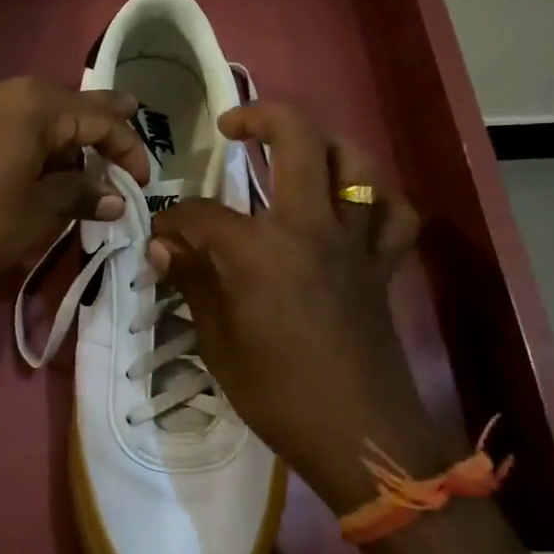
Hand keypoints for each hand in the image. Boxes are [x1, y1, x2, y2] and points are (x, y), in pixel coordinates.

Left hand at [0, 76, 151, 311]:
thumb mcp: (38, 212)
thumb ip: (81, 194)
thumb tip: (116, 197)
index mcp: (32, 103)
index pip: (98, 118)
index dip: (128, 148)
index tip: (143, 181)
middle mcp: (3, 89)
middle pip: (68, 108)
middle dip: (99, 136)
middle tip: (124, 159)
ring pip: (37, 115)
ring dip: (65, 142)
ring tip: (86, 174)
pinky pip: (9, 123)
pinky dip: (34, 143)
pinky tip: (43, 168)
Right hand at [147, 102, 453, 515]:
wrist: (360, 436)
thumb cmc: (278, 395)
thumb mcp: (219, 343)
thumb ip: (194, 282)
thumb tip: (163, 247)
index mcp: (260, 251)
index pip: (203, 214)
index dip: (173, 220)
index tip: (159, 235)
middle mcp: (310, 228)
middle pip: (296, 140)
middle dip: (260, 117)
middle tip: (233, 126)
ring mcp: (354, 243)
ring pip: (354, 163)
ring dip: (323, 143)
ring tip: (295, 149)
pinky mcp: (382, 265)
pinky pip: (394, 215)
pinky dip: (375, 200)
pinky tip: (351, 208)